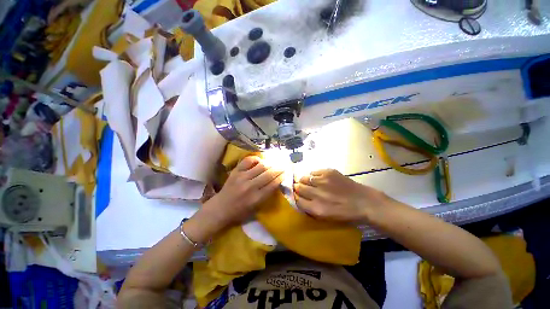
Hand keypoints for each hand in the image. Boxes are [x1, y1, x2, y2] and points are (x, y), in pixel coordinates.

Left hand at [202, 156, 283, 226]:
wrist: (220, 209)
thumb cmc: (239, 212)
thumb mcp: (256, 208)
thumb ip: (266, 195)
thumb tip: (276, 182)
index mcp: (256, 198)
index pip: (273, 184)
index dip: (281, 177)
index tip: (286, 173)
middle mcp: (250, 186)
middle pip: (269, 173)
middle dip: (278, 169)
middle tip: (283, 166)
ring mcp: (242, 177)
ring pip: (261, 166)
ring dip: (270, 163)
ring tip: (274, 163)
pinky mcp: (235, 172)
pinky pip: (248, 161)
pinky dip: (255, 159)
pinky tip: (259, 160)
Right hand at [294, 169, 386, 222]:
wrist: (363, 201)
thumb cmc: (344, 213)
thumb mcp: (325, 216)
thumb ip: (310, 208)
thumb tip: (298, 198)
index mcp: (316, 208)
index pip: (297, 200)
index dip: (295, 197)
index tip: (296, 195)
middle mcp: (317, 194)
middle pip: (298, 187)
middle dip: (297, 188)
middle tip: (300, 188)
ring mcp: (322, 181)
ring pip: (303, 178)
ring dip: (304, 181)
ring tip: (310, 183)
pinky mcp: (328, 172)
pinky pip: (313, 172)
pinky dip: (313, 176)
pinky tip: (319, 179)